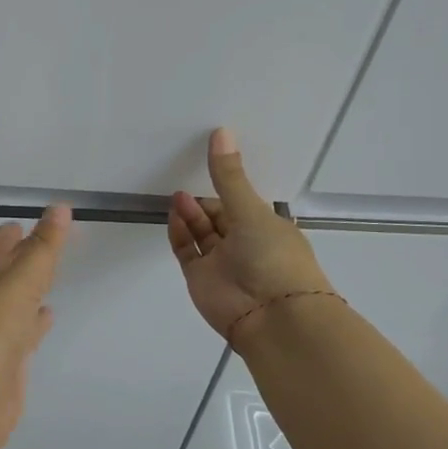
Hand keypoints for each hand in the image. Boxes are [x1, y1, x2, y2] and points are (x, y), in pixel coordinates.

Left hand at [0, 203, 71, 448]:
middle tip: (53, 244)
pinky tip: (48, 316)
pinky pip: (23, 330)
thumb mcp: (22, 278)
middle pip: (6, 271)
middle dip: (26, 257)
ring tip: (53, 277)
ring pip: (14, 301)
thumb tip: (60, 208)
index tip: (38, 220)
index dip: (16, 232)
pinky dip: (35, 320)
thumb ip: (44, 245)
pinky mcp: (4, 360)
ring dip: (30, 289)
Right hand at [169, 128, 333, 344]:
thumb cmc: (273, 257)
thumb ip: (229, 175)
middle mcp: (245, 245)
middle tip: (187, 184)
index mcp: (268, 228)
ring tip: (178, 196)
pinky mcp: (201, 278)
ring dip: (190, 214)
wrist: (272, 317)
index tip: (208, 166)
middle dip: (203, 202)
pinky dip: (180, 233)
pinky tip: (174, 214)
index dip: (226, 187)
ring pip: (202, 233)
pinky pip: (188, 251)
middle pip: (220, 218)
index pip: (243, 203)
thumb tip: (221, 131)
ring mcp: (222, 263)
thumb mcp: (251, 210)